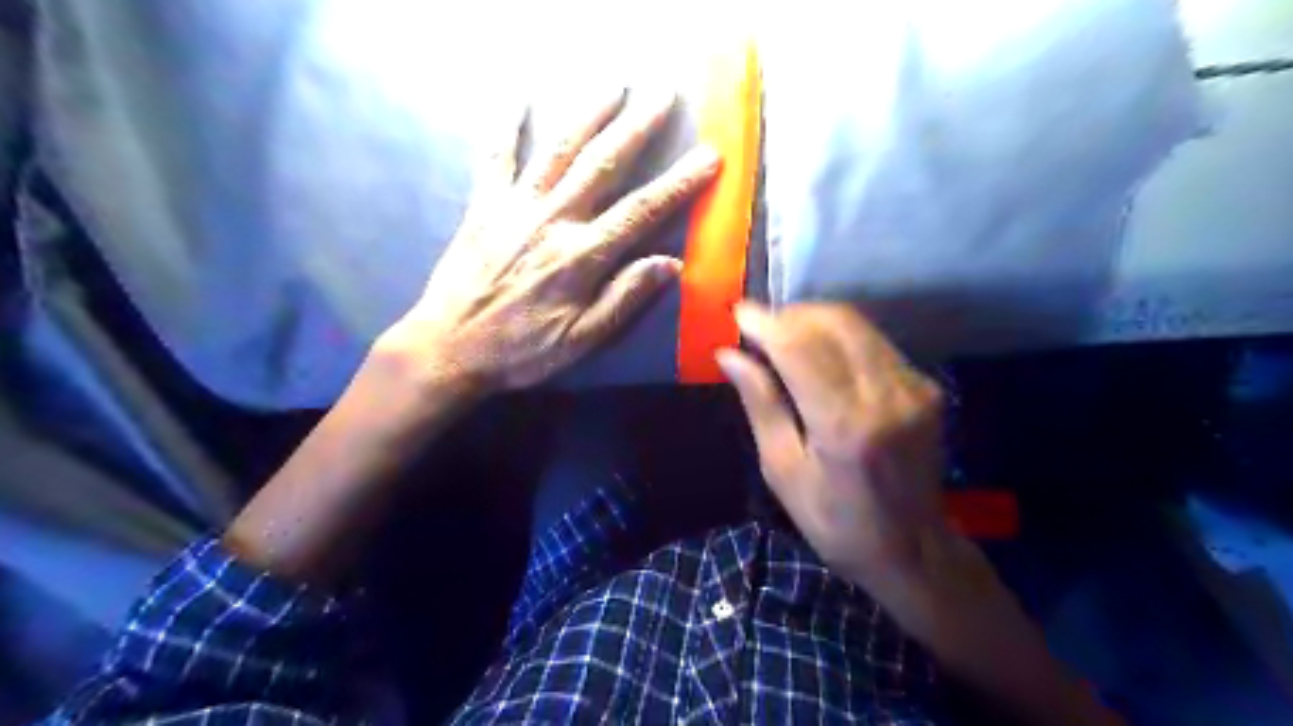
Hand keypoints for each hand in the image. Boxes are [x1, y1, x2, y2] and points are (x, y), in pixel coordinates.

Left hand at [379, 90, 722, 397]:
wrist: (449, 347)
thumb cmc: (521, 350)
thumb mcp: (581, 340)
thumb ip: (624, 299)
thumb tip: (669, 265)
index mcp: (581, 256)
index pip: (641, 211)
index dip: (678, 183)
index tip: (707, 158)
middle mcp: (552, 220)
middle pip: (603, 165)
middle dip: (638, 128)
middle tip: (663, 96)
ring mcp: (515, 207)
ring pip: (558, 150)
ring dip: (588, 114)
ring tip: (613, 86)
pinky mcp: (483, 206)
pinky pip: (496, 158)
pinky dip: (505, 126)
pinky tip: (517, 99)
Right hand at [711, 300, 947, 588]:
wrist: (913, 550)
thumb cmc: (834, 521)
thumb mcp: (783, 470)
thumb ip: (761, 404)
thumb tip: (729, 355)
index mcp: (844, 425)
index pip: (799, 347)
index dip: (766, 322)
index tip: (738, 314)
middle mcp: (885, 395)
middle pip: (833, 322)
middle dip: (789, 315)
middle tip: (759, 330)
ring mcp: (913, 386)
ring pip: (856, 324)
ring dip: (813, 321)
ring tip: (783, 339)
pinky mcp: (925, 385)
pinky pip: (873, 341)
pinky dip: (839, 336)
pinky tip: (818, 356)